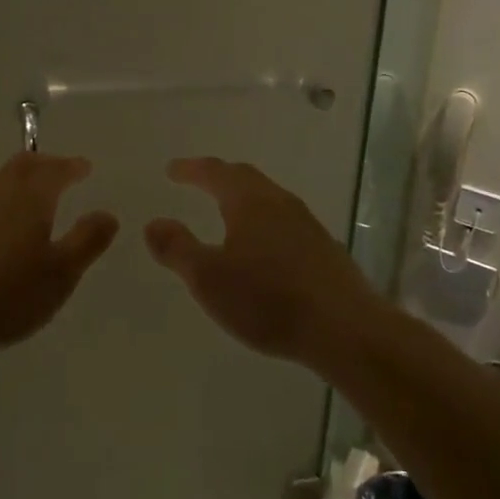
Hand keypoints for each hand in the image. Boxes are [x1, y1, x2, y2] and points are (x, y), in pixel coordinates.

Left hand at [0, 154, 117, 357]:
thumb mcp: (60, 274)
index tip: (84, 167)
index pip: (56, 169)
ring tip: (25, 192)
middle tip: (58, 170)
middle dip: (44, 164)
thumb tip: (108, 213)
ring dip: (15, 178)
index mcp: (30, 195)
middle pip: (23, 164)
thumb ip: (87, 241)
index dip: (72, 166)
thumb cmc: (5, 294)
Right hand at [145, 158, 379, 366]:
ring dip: (243, 197)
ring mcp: (306, 224)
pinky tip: (263, 246)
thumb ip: (177, 248)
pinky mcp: (324, 249)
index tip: (172, 169)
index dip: (191, 169)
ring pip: (268, 198)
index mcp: (249, 201)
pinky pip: (284, 221)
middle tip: (198, 180)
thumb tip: (153, 223)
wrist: (346, 329)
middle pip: (245, 178)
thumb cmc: (268, 298)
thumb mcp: (208, 278)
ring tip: (227, 211)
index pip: (215, 172)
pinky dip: (263, 221)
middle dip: (218, 176)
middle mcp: (279, 202)